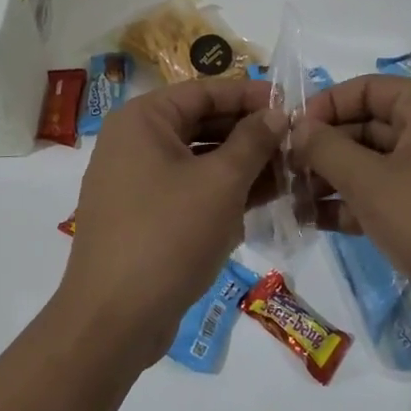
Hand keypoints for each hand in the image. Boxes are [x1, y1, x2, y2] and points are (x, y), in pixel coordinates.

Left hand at [55, 78, 285, 369]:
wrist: (114, 319)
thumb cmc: (169, 235)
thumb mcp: (221, 183)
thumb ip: (252, 142)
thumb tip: (276, 113)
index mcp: (142, 120)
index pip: (204, 91)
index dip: (249, 95)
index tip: (292, 104)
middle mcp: (133, 142)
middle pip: (201, 124)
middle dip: (249, 134)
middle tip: (296, 142)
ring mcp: (135, 182)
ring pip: (197, 160)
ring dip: (242, 165)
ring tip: (290, 172)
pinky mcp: (143, 217)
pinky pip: (188, 190)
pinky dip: (222, 192)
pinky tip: (264, 200)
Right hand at [291, 74, 410, 351]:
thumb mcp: (372, 182)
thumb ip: (327, 149)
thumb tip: (296, 127)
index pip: (366, 89)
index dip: (324, 106)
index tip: (287, 133)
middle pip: (367, 127)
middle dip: (323, 149)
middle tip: (282, 172)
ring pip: (373, 165)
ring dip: (332, 180)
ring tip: (291, 200)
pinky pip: (386, 196)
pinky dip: (353, 205)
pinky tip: (315, 221)